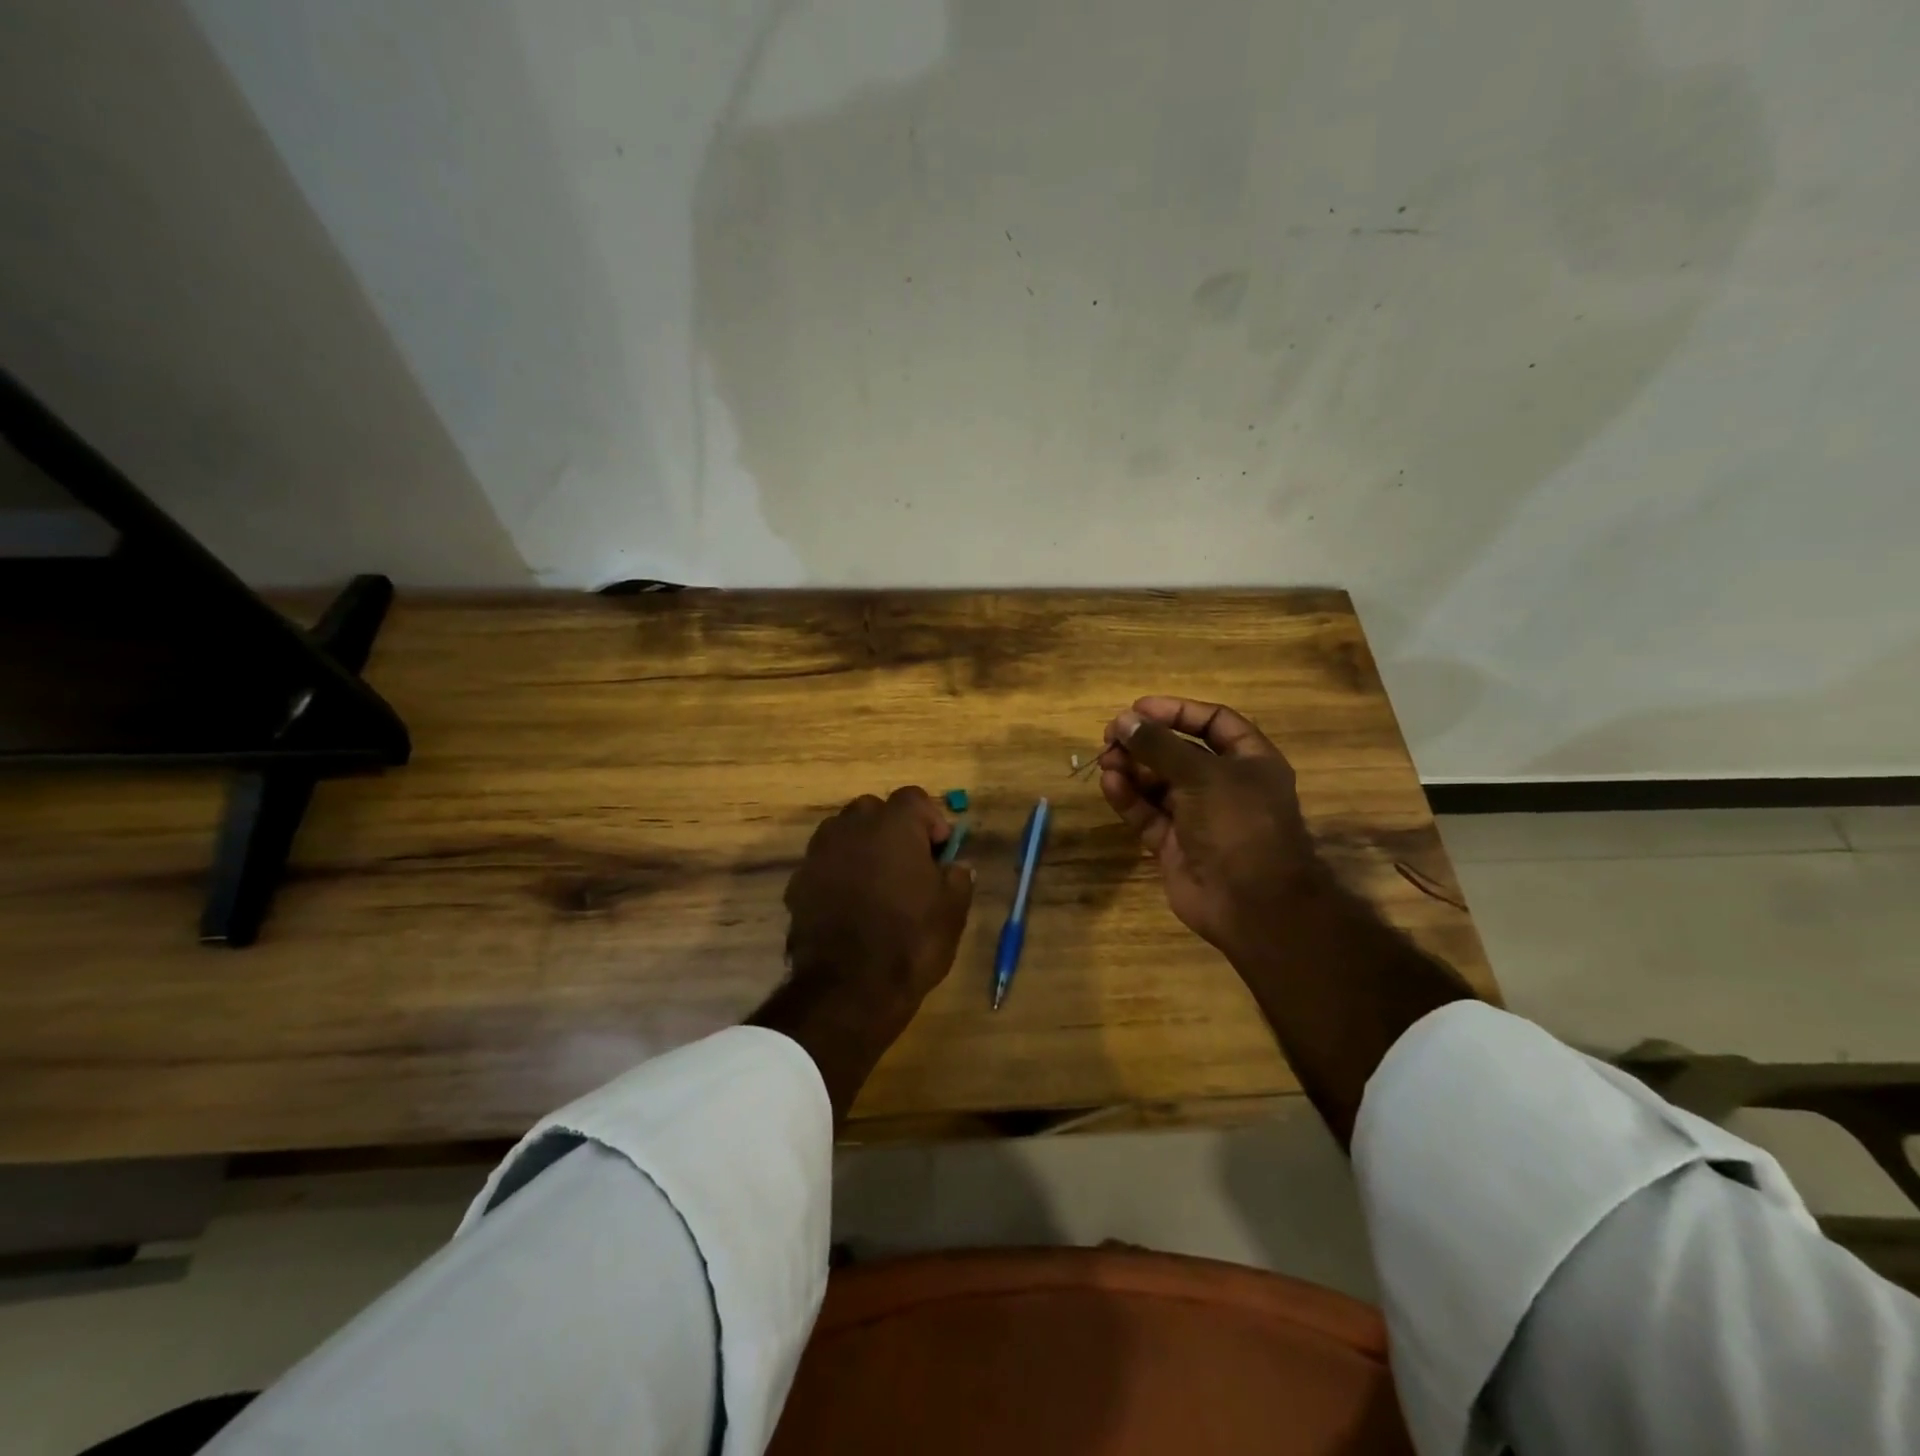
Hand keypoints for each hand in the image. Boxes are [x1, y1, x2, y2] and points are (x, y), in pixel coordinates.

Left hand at [750, 787, 973, 1123]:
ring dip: (861, 849)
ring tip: (876, 886)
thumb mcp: (952, 911)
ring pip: (843, 834)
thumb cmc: (910, 941)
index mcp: (893, 825)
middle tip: (908, 866)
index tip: (939, 853)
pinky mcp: (797, 882)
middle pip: (873, 810)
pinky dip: (837, 875)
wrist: (847, 989)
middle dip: (891, 830)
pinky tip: (849, 908)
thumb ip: (957, 877)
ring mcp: (819, 853)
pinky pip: (823, 865)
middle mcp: (851, 827)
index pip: (914, 798)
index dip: (930, 821)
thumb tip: (955, 867)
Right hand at [1097, 696, 1323, 967]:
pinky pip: (1148, 814)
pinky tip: (1110, 784)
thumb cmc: (1239, 824)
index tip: (1138, 708)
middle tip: (1110, 736)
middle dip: (1145, 742)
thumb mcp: (1202, 775)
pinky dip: (1129, 798)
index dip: (1177, 711)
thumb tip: (1123, 720)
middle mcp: (1224, 785)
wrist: (1253, 904)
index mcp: (1249, 761)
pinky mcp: (1175, 844)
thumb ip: (1160, 745)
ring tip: (1106, 760)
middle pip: (1178, 752)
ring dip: (1132, 769)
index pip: (1212, 723)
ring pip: (1158, 784)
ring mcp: (1198, 817)